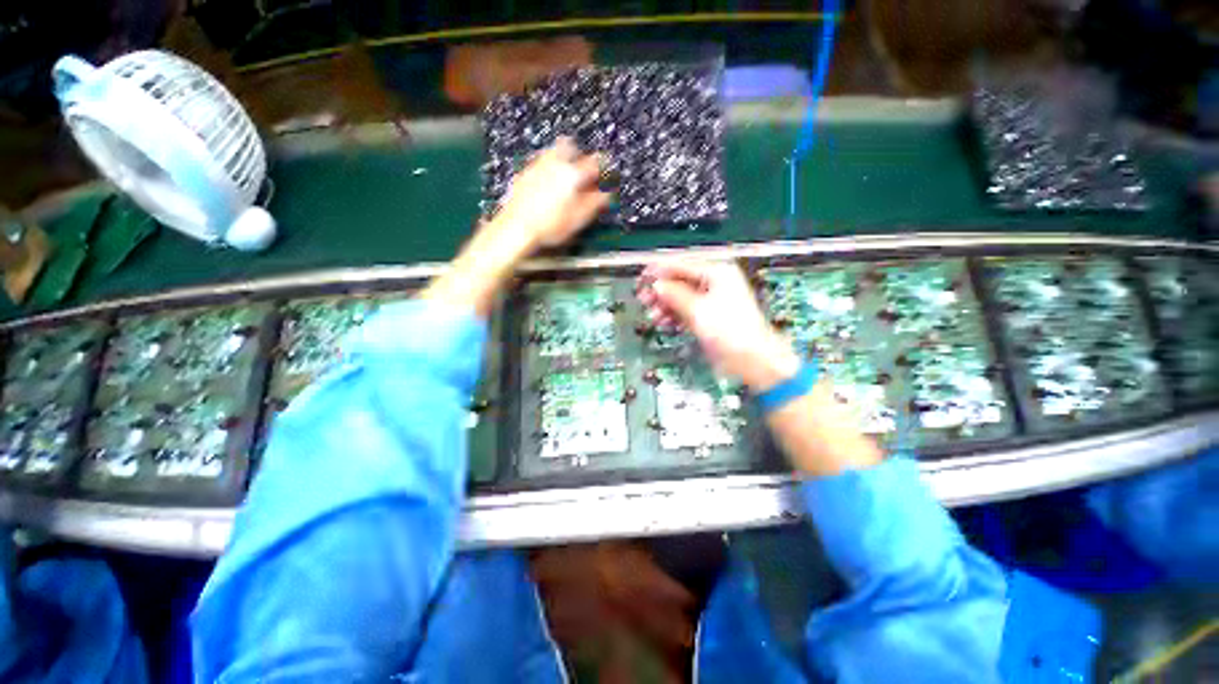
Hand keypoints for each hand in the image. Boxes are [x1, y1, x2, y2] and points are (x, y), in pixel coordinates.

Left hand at [423, 138, 608, 316]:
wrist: (516, 228)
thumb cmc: (549, 226)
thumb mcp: (577, 220)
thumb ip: (593, 204)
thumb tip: (605, 195)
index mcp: (572, 175)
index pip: (593, 162)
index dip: (603, 165)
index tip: (606, 169)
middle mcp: (554, 165)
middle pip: (568, 145)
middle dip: (577, 153)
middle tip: (580, 167)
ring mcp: (536, 167)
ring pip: (551, 152)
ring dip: (560, 159)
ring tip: (563, 176)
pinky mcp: (522, 175)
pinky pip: (537, 164)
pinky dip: (545, 169)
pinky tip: (546, 185)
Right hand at [637, 261, 800, 391]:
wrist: (751, 359)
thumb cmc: (730, 331)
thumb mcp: (698, 310)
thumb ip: (675, 295)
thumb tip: (656, 285)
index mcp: (717, 273)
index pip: (682, 265)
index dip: (660, 271)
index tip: (642, 278)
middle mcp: (714, 283)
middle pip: (680, 281)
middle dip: (660, 291)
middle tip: (643, 299)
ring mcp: (711, 301)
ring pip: (680, 297)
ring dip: (665, 305)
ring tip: (653, 316)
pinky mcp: (708, 317)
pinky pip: (685, 310)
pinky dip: (673, 315)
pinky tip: (663, 321)